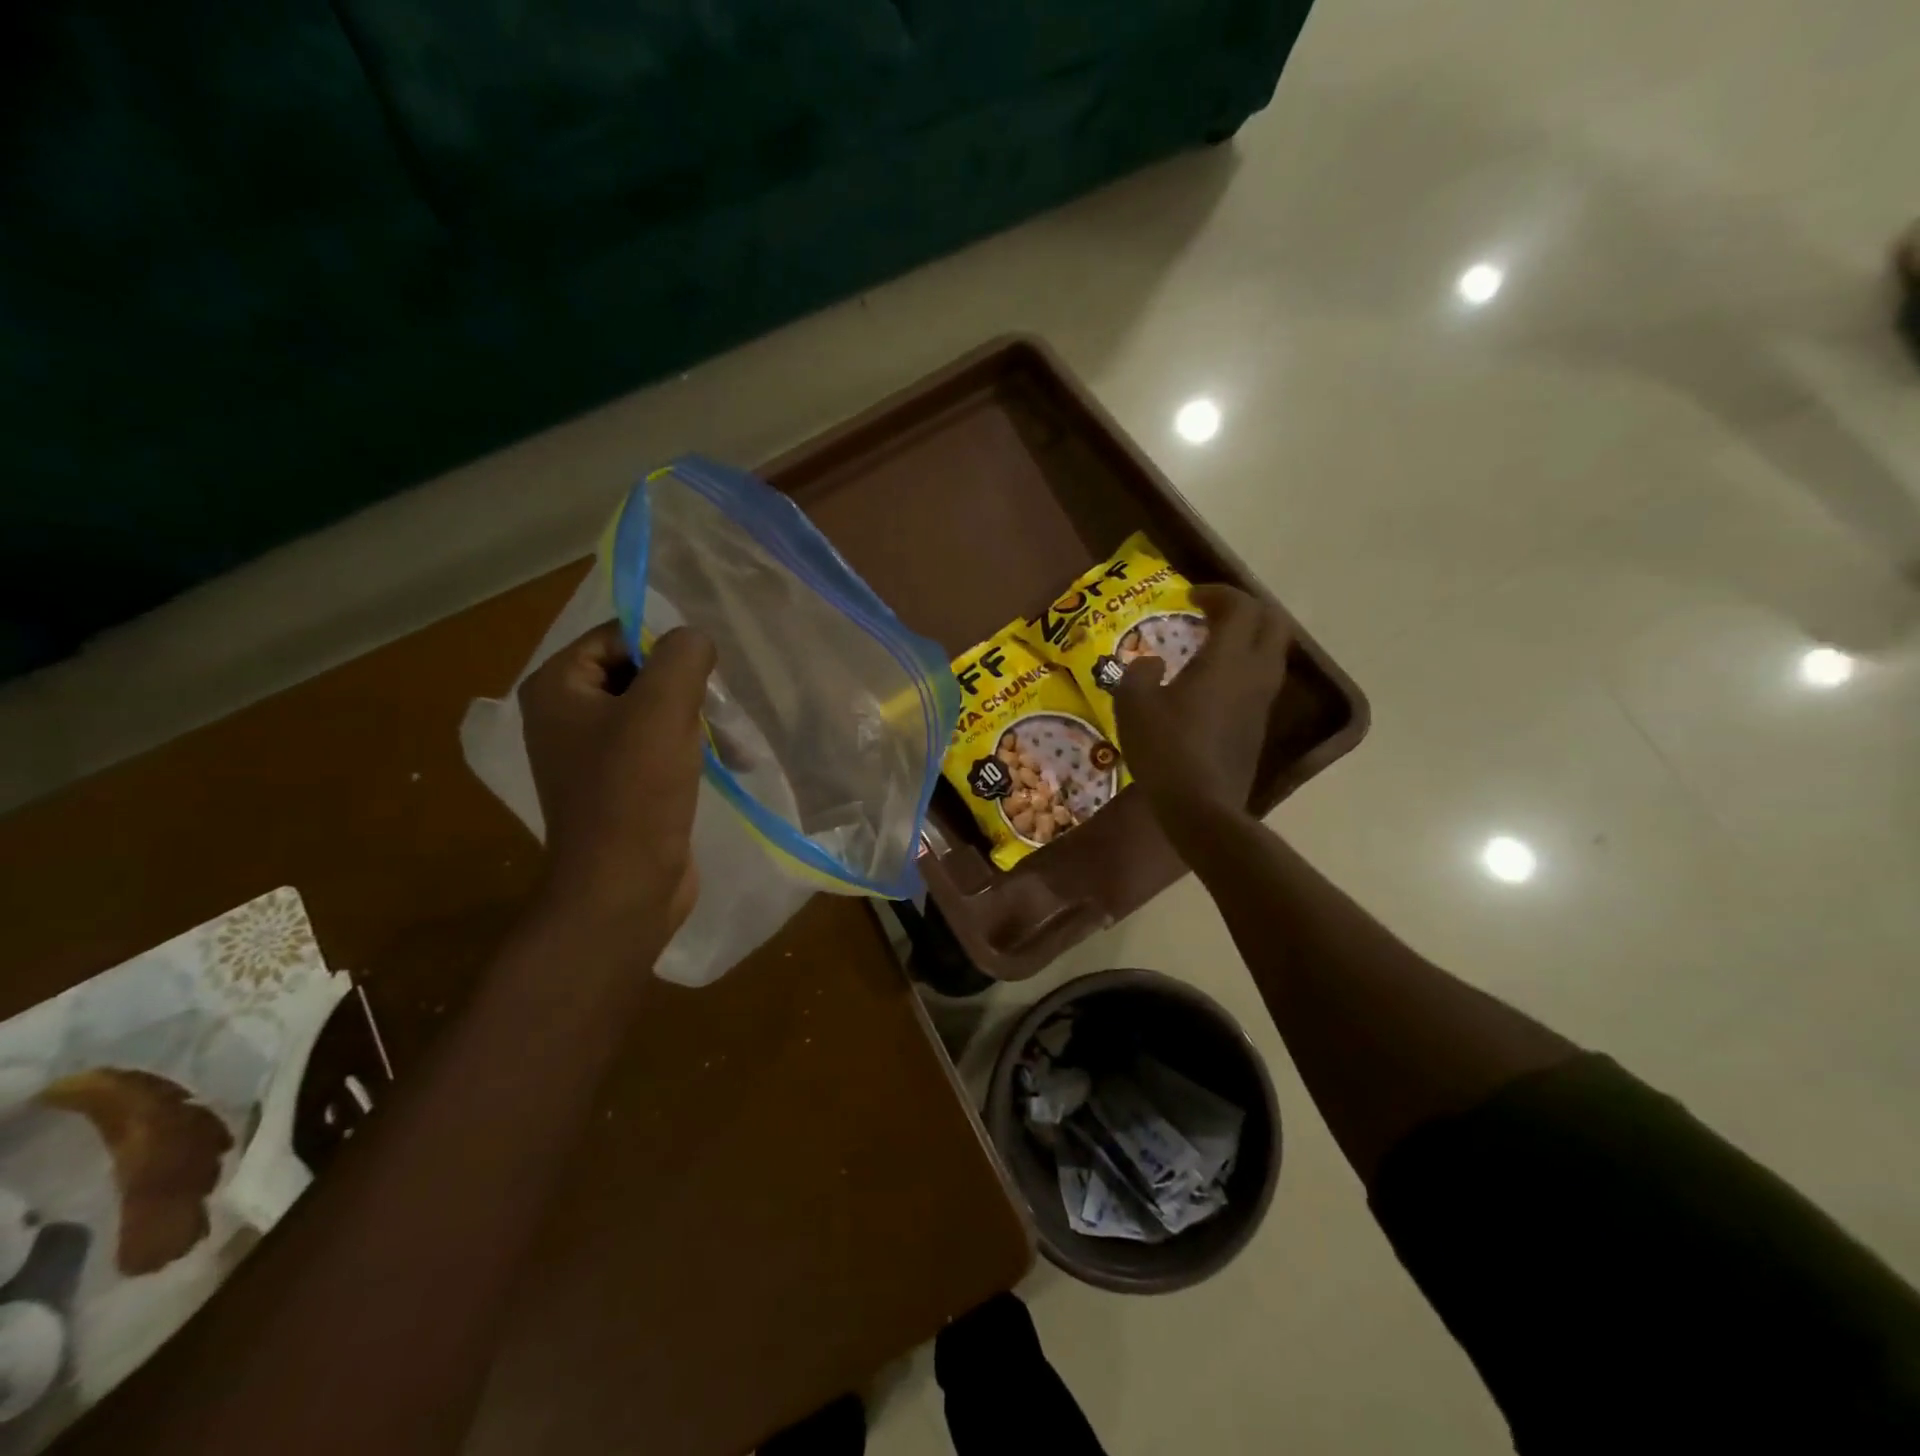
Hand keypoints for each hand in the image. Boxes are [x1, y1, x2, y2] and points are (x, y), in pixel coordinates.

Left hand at [518, 621, 715, 938]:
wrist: (624, 889)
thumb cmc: (635, 793)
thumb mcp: (663, 709)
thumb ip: (683, 656)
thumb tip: (696, 638)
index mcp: (557, 688)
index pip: (617, 636)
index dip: (664, 646)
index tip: (705, 672)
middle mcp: (565, 716)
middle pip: (638, 673)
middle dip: (686, 687)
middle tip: (719, 707)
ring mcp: (591, 754)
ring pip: (653, 711)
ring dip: (695, 719)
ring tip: (731, 740)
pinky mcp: (618, 786)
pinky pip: (657, 746)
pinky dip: (689, 748)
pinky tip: (725, 761)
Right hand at [1113, 584, 1290, 842]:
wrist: (1201, 807)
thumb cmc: (1165, 749)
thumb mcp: (1133, 705)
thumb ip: (1139, 673)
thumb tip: (1151, 663)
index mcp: (1226, 660)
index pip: (1241, 607)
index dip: (1218, 593)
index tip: (1191, 596)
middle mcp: (1254, 674)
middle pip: (1273, 623)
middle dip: (1246, 609)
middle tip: (1213, 612)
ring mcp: (1262, 703)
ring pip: (1273, 653)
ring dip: (1249, 638)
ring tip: (1214, 644)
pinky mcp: (1259, 728)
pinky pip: (1262, 681)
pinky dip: (1245, 667)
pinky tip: (1214, 684)